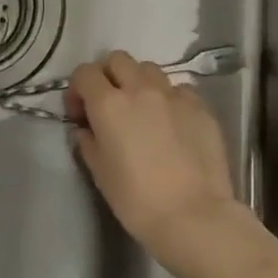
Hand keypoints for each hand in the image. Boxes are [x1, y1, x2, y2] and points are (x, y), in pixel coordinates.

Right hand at [67, 50, 241, 262]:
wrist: (195, 218)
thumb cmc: (137, 201)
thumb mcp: (100, 174)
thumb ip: (87, 143)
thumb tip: (84, 130)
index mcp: (109, 104)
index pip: (84, 73)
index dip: (77, 89)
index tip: (80, 113)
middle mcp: (140, 89)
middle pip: (117, 60)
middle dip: (108, 76)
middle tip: (109, 104)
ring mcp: (174, 95)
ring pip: (149, 69)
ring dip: (139, 82)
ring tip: (142, 109)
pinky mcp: (201, 108)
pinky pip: (179, 90)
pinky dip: (169, 99)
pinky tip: (172, 122)